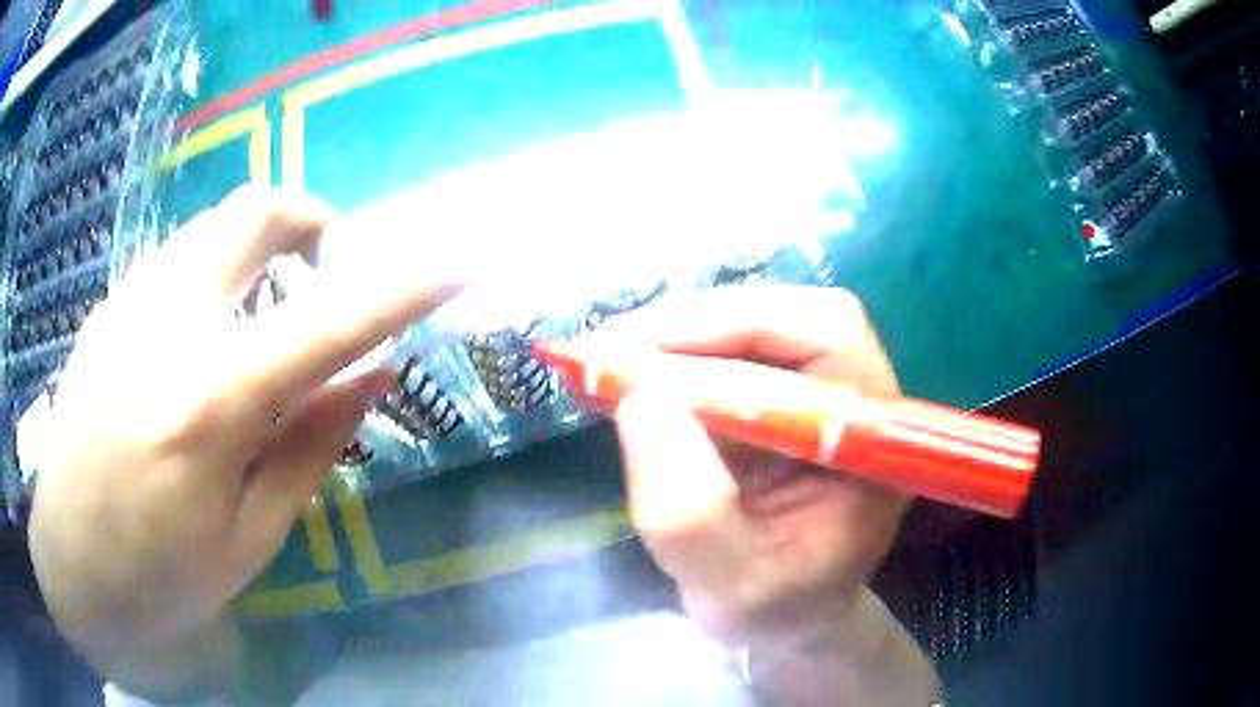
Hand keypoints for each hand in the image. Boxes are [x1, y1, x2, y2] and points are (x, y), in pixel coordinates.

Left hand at [26, 186, 463, 693]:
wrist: (68, 568)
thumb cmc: (158, 578)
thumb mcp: (248, 539)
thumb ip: (310, 447)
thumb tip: (372, 375)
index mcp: (210, 402)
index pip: (327, 324)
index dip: (400, 291)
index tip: (455, 267)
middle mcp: (166, 325)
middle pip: (253, 213)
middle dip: (310, 220)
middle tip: (325, 266)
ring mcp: (127, 306)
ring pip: (211, 227)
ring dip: (256, 250)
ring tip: (259, 317)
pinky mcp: (106, 310)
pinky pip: (175, 262)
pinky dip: (211, 277)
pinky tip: (199, 343)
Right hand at [606, 284, 936, 704]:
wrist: (788, 612)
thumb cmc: (773, 607)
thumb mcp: (729, 588)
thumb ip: (692, 515)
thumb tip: (641, 400)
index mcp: (876, 447)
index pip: (825, 345)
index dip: (728, 339)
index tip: (631, 363)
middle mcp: (863, 400)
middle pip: (794, 318)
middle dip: (697, 325)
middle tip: (607, 347)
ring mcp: (825, 389)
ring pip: (762, 321)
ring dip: (680, 333)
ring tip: (609, 357)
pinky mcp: (786, 391)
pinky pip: (737, 348)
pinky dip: (677, 351)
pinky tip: (631, 369)